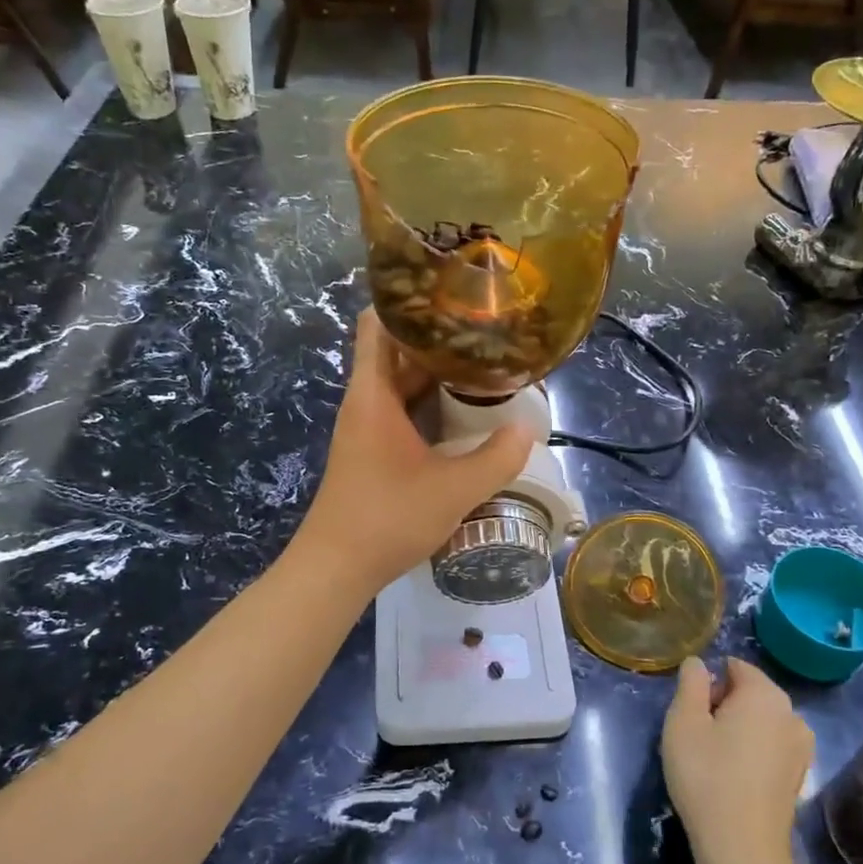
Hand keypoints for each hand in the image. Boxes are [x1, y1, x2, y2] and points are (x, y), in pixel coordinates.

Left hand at [293, 309, 536, 594]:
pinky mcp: (372, 450)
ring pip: (402, 383)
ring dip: (438, 374)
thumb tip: (527, 428)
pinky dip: (430, 403)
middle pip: (397, 351)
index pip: (377, 323)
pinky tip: (465, 412)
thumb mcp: (453, 490)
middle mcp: (366, 401)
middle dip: (439, 338)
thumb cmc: (388, 519)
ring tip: (485, 365)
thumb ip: (497, 458)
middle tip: (487, 331)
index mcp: (374, 394)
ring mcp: (366, 427)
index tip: (451, 294)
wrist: (335, 568)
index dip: (409, 302)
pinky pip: (402, 410)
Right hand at [662, 656, 813, 863]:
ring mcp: (802, 747)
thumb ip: (691, 683)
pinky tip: (735, 776)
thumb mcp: (683, 721)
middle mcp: (792, 714)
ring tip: (715, 757)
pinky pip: (771, 746)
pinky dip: (753, 751)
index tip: (693, 713)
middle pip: (750, 692)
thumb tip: (698, 664)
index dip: (709, 684)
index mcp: (765, 694)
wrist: (742, 847)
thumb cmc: (707, 775)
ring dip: (739, 729)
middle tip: (699, 734)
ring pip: (761, 721)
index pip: (734, 667)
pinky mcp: (800, 776)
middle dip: (724, 704)